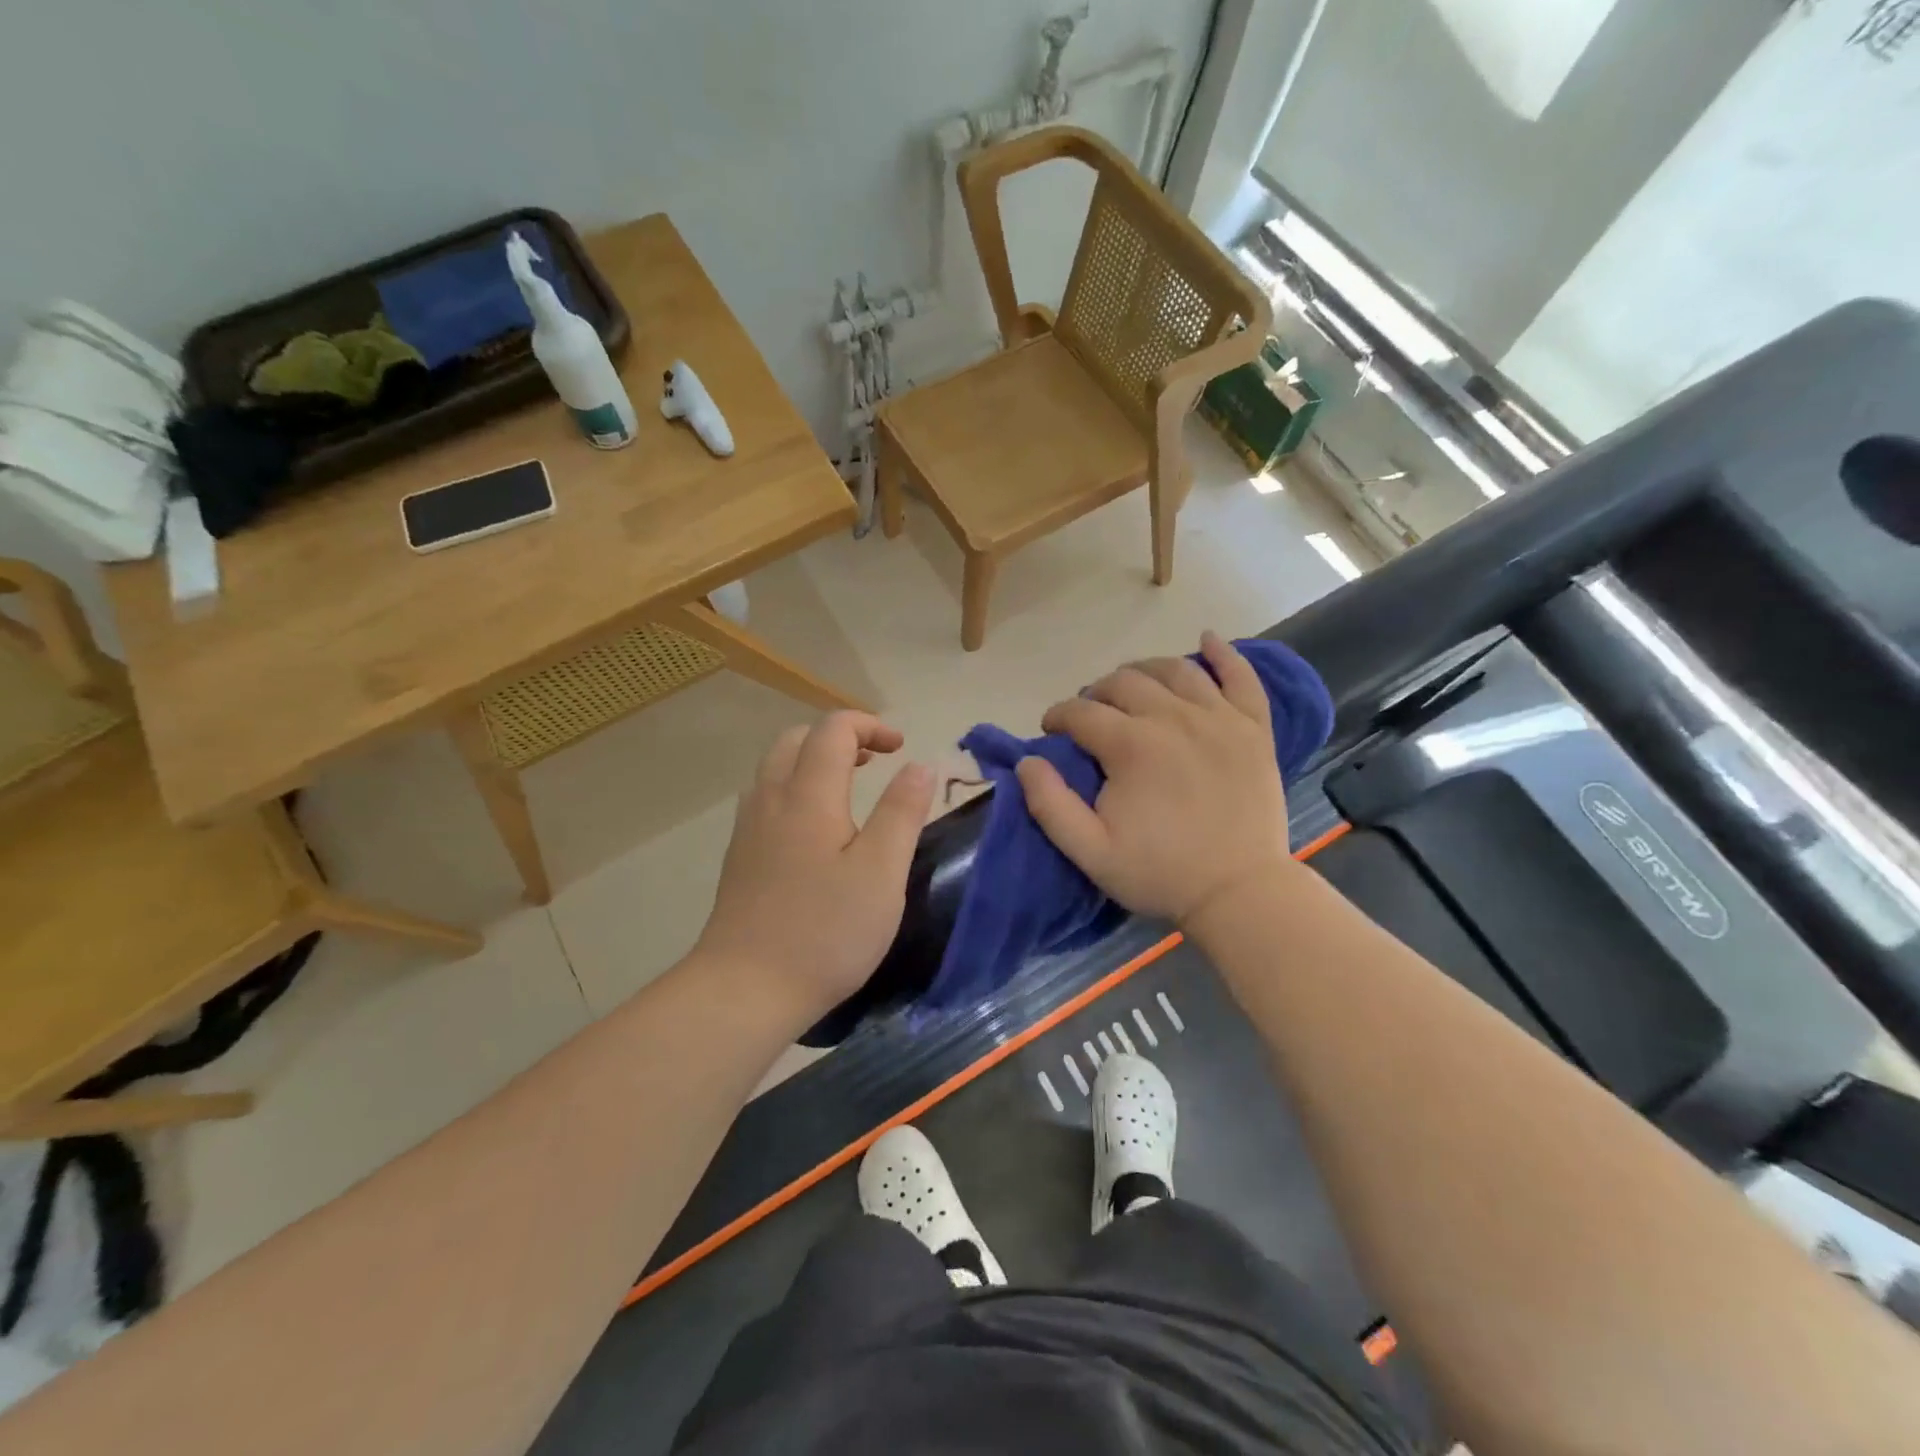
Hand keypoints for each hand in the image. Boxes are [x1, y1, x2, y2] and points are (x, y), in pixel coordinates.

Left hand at [695, 713, 934, 1019]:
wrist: (745, 990)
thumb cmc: (825, 931)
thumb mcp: (881, 873)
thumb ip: (902, 813)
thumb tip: (919, 765)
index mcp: (808, 796)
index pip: (833, 729)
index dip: (869, 725)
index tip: (901, 747)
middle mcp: (771, 800)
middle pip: (797, 739)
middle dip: (839, 737)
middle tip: (874, 761)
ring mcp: (748, 828)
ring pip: (775, 767)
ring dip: (813, 760)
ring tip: (847, 787)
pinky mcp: (739, 857)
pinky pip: (765, 797)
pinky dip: (794, 788)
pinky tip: (814, 828)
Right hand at [1015, 632, 1289, 925]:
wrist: (1241, 893)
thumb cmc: (1161, 874)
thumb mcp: (1090, 852)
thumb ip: (1050, 805)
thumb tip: (1028, 760)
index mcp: (1131, 745)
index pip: (1081, 711)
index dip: (1058, 716)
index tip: (1051, 731)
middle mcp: (1173, 717)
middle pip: (1124, 681)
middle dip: (1096, 692)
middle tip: (1090, 716)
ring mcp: (1219, 718)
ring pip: (1175, 669)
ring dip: (1144, 669)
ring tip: (1132, 686)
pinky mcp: (1253, 728)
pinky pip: (1241, 677)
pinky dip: (1223, 654)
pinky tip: (1207, 641)